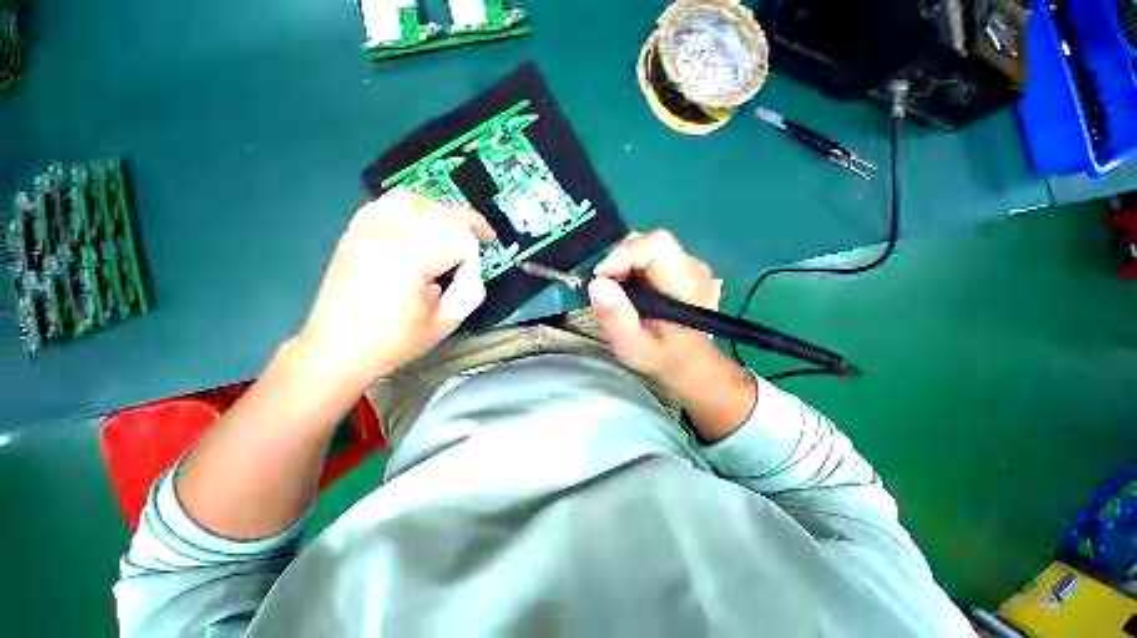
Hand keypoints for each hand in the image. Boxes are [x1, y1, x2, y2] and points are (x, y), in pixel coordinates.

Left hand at [295, 188, 494, 388]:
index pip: (458, 235)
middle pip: (440, 212)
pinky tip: (418, 225)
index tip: (481, 261)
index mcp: (410, 258)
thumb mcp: (445, 322)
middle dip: (468, 224)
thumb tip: (471, 267)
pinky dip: (410, 208)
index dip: (477, 247)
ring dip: (440, 211)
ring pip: (414, 199)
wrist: (336, 351)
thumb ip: (468, 289)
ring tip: (450, 228)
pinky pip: (385, 204)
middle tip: (480, 239)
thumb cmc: (393, 342)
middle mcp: (387, 234)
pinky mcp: (354, 233)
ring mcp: (366, 230)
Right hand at [588, 230, 722, 384]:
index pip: (655, 245)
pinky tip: (630, 290)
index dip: (622, 255)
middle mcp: (692, 266)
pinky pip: (652, 256)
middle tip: (606, 289)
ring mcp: (689, 265)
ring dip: (624, 264)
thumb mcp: (632, 344)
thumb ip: (616, 315)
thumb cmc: (661, 356)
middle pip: (649, 243)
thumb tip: (596, 283)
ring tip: (618, 292)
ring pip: (648, 247)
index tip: (600, 280)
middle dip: (619, 261)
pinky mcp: (682, 268)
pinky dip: (633, 268)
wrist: (690, 363)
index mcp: (685, 282)